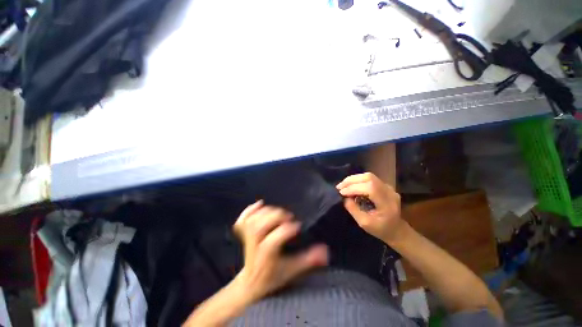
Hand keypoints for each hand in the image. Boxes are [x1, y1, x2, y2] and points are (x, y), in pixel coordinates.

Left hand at [233, 201, 327, 301]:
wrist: (250, 283)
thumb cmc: (272, 278)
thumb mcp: (292, 271)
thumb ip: (308, 261)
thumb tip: (325, 251)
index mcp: (266, 257)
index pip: (272, 242)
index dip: (285, 231)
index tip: (297, 226)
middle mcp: (254, 247)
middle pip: (259, 227)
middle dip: (275, 217)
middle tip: (288, 216)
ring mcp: (246, 240)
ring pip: (251, 222)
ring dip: (266, 212)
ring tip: (278, 212)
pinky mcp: (244, 234)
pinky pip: (242, 220)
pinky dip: (249, 210)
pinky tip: (259, 204)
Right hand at [336, 172, 403, 243]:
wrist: (397, 230)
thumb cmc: (381, 229)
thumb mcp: (365, 223)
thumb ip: (353, 209)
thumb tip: (344, 197)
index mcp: (387, 203)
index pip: (370, 188)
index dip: (354, 188)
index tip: (341, 193)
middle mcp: (389, 191)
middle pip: (369, 178)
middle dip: (351, 180)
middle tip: (339, 187)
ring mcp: (388, 187)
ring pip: (368, 176)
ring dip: (353, 179)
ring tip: (343, 185)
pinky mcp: (384, 186)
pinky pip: (369, 179)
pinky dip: (357, 180)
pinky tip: (351, 185)